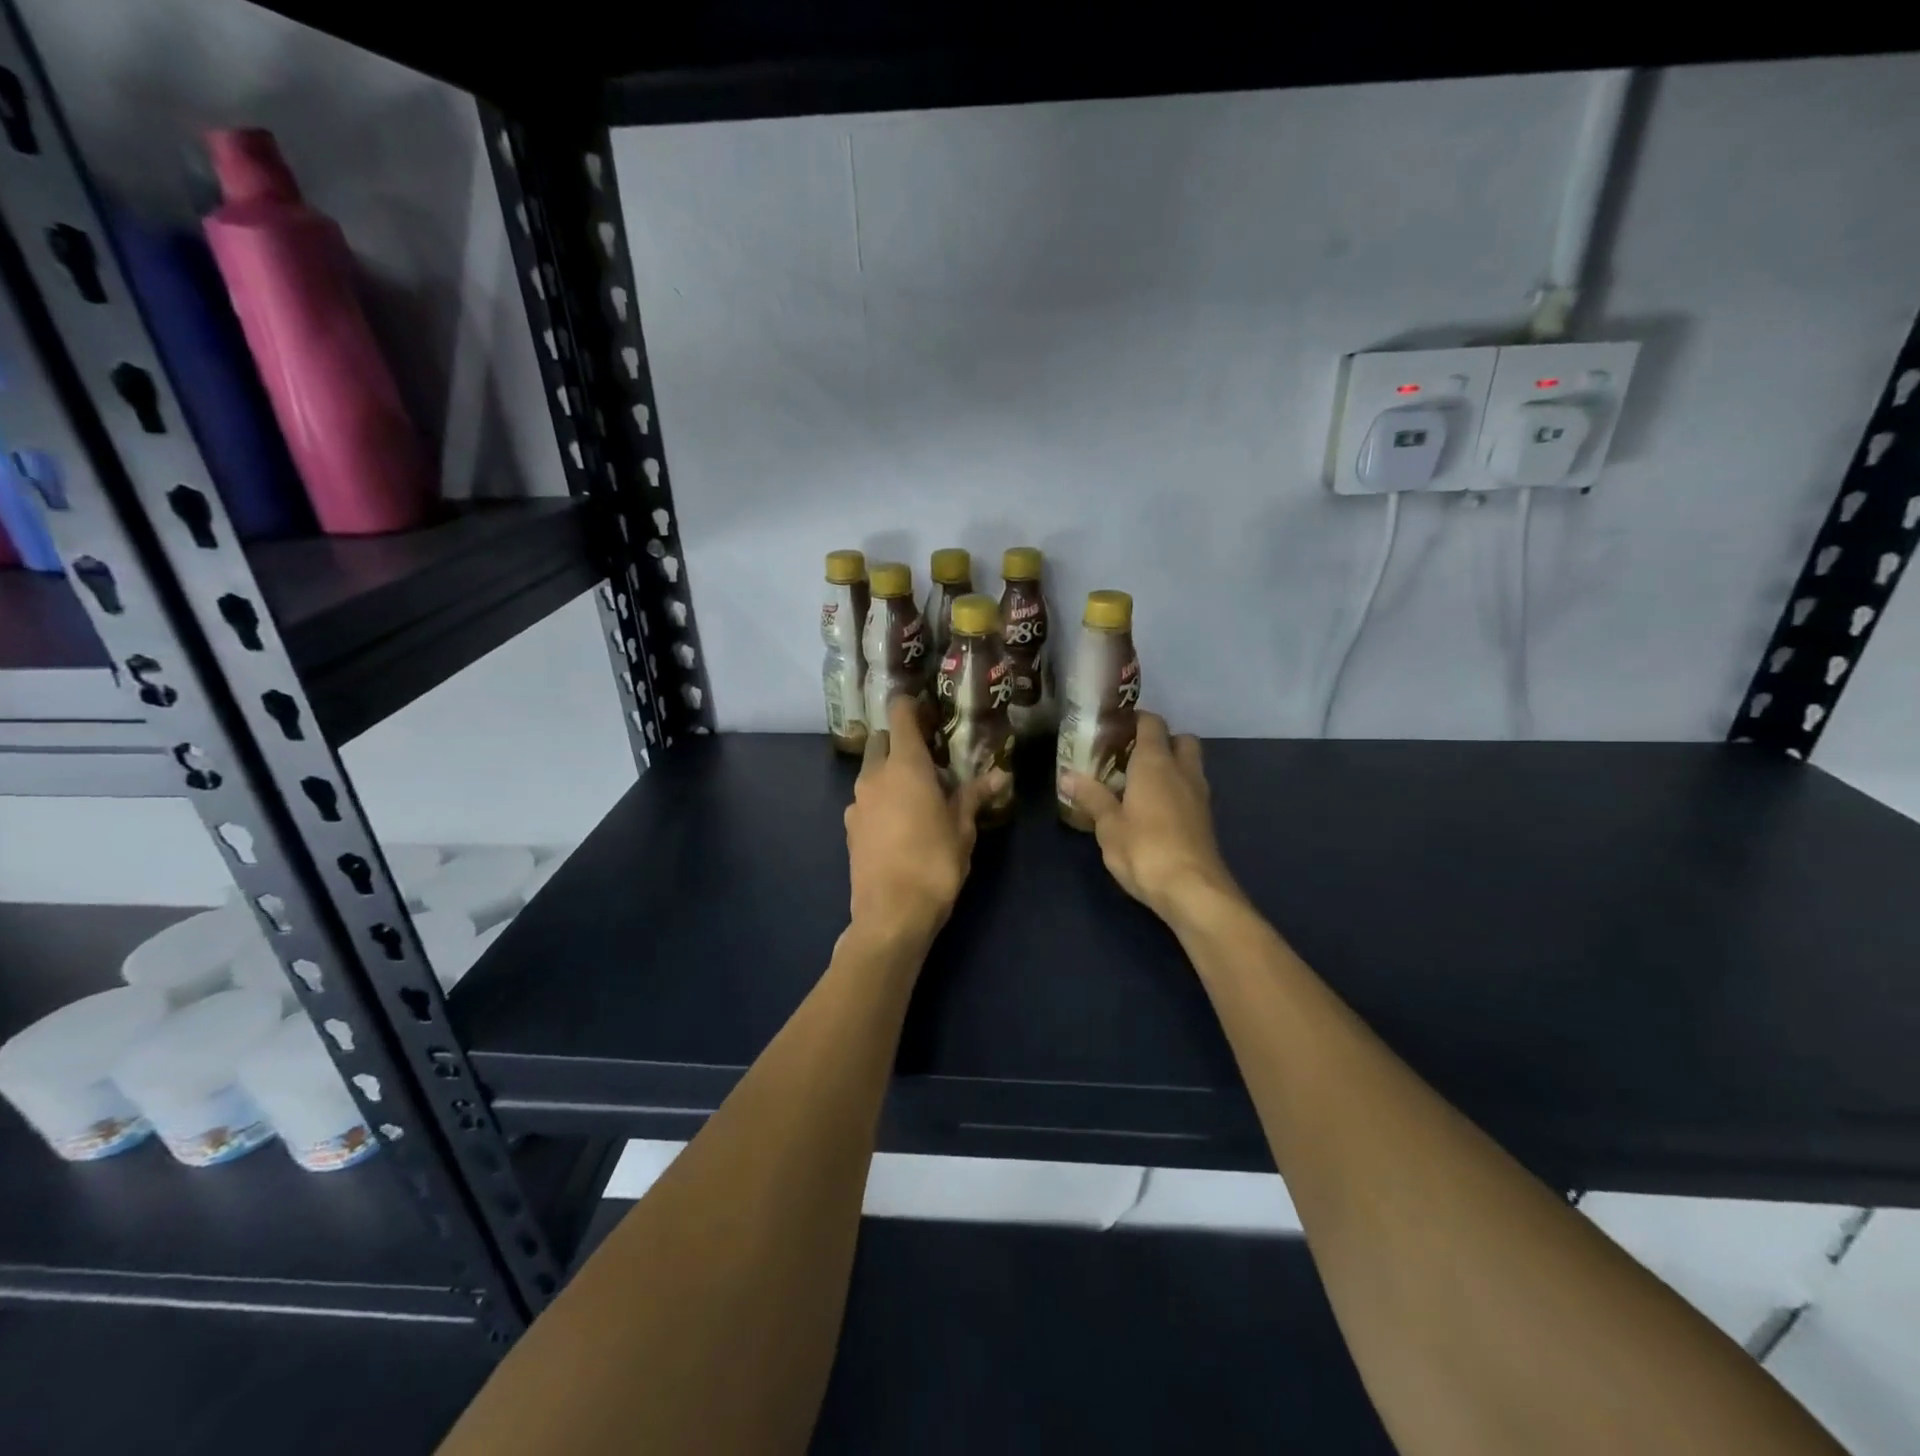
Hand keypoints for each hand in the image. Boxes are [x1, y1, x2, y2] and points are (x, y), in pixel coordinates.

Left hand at [845, 697, 1003, 939]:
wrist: (891, 914)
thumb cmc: (934, 863)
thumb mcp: (963, 829)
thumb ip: (975, 795)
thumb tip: (1001, 774)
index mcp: (905, 766)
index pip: (900, 715)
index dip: (912, 706)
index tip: (929, 710)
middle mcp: (874, 776)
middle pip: (881, 740)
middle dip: (900, 741)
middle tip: (929, 759)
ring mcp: (857, 802)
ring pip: (871, 771)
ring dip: (890, 773)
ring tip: (918, 796)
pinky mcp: (849, 828)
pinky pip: (866, 800)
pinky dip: (881, 800)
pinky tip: (900, 825)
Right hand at [1063, 713, 1241, 923]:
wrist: (1192, 890)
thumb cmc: (1144, 849)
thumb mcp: (1108, 825)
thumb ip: (1091, 797)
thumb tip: (1067, 775)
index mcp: (1156, 763)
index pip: (1152, 723)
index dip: (1135, 719)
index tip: (1114, 726)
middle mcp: (1182, 771)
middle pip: (1181, 739)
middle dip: (1160, 740)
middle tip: (1130, 755)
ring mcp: (1199, 795)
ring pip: (1190, 764)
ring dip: (1171, 765)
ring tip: (1138, 783)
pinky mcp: (1205, 819)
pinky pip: (1191, 789)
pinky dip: (1176, 789)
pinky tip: (1153, 809)